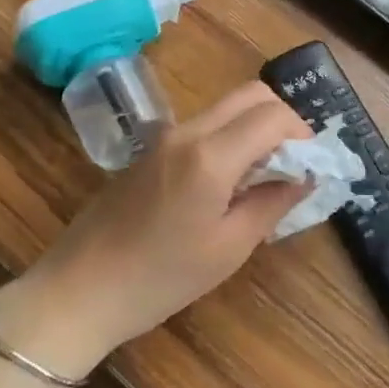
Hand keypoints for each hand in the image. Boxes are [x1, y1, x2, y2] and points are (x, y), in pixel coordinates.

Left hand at [0, 81, 310, 366]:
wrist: (78, 292)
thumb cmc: (160, 278)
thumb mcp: (230, 248)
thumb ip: (274, 202)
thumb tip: (305, 175)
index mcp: (211, 155)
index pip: (274, 115)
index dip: (303, 133)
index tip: (310, 165)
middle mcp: (189, 131)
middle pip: (252, 95)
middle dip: (283, 119)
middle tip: (293, 161)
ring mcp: (165, 136)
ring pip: (228, 107)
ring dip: (256, 127)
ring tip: (265, 174)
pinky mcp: (151, 148)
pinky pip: (205, 124)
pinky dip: (232, 136)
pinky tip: (230, 180)